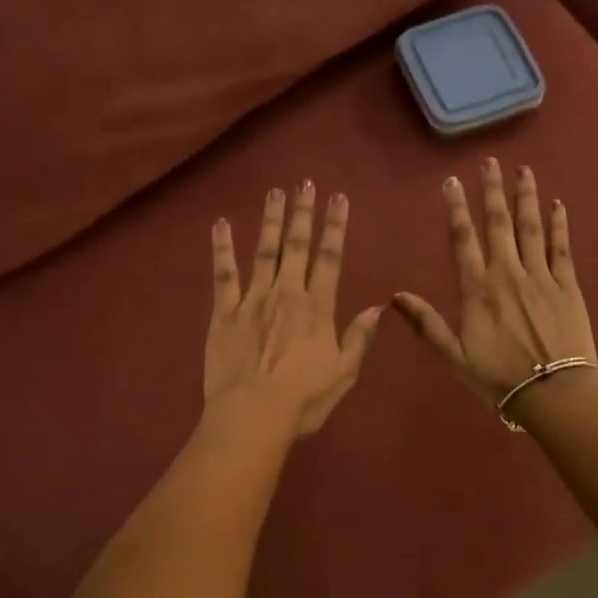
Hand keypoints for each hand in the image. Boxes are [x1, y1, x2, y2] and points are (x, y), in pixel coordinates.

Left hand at [204, 181, 383, 437]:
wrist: (252, 415)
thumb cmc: (303, 400)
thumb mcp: (344, 374)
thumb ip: (359, 338)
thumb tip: (377, 307)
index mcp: (317, 308)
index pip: (330, 258)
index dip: (335, 226)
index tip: (338, 198)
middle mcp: (287, 294)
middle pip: (297, 246)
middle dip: (302, 212)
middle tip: (304, 182)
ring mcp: (253, 300)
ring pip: (264, 251)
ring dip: (270, 220)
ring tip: (274, 192)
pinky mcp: (224, 312)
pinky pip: (224, 274)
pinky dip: (222, 248)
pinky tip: (220, 224)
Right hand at [393, 159, 597, 406]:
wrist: (554, 392)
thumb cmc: (498, 377)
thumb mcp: (454, 356)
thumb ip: (426, 324)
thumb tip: (395, 296)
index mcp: (478, 289)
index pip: (463, 239)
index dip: (456, 208)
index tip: (452, 181)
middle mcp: (508, 273)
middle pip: (498, 223)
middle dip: (492, 191)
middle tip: (490, 162)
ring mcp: (541, 276)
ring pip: (531, 227)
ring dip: (525, 197)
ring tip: (523, 170)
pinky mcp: (568, 286)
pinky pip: (561, 247)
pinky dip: (559, 223)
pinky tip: (557, 204)